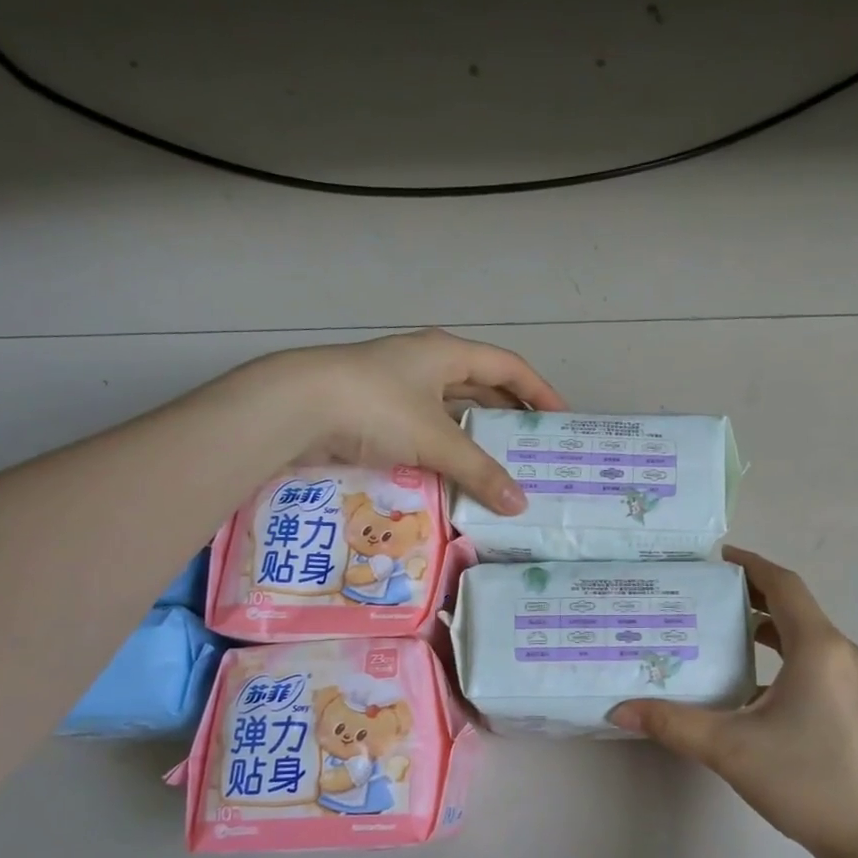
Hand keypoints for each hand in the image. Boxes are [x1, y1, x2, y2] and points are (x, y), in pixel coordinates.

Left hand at [236, 329, 565, 514]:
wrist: (295, 408)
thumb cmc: (376, 407)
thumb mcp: (435, 439)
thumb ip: (480, 472)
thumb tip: (520, 504)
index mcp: (447, 353)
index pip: (509, 367)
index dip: (539, 392)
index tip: (562, 421)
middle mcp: (426, 365)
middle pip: (481, 388)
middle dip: (509, 417)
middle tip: (535, 450)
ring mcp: (398, 389)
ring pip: (450, 413)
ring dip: (474, 439)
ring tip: (501, 469)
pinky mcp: (376, 415)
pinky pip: (424, 432)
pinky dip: (443, 452)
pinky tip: (455, 476)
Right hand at [609, 547, 857, 857]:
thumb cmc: (806, 781)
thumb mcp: (730, 748)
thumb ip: (672, 723)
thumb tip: (619, 709)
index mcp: (819, 648)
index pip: (783, 585)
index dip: (750, 564)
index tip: (715, 558)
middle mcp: (843, 653)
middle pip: (794, 607)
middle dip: (751, 595)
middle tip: (704, 595)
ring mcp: (855, 680)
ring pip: (805, 636)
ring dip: (766, 627)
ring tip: (719, 631)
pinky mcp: (856, 704)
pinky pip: (815, 661)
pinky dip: (781, 657)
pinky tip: (748, 684)